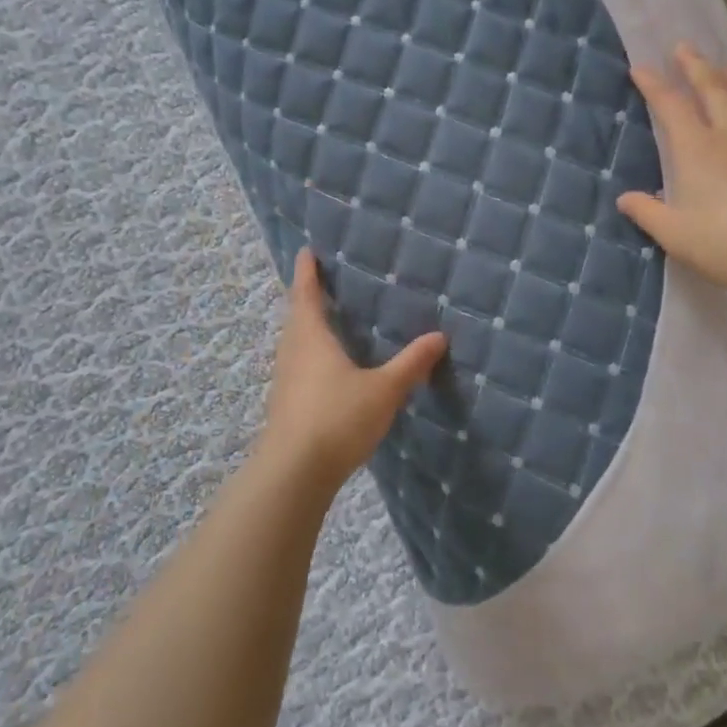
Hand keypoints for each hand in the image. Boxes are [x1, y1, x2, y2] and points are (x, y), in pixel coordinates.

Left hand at [257, 249, 447, 487]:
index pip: (307, 295)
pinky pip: (298, 368)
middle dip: (307, 299)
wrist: (294, 474)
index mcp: (312, 339)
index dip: (307, 272)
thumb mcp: (383, 389)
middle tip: (322, 284)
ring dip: (307, 329)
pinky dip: (310, 357)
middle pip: (297, 318)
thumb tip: (439, 336)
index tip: (306, 251)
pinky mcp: (287, 407)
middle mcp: (293, 354)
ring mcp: (286, 382)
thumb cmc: (337, 418)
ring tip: (326, 323)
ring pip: (295, 345)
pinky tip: (327, 370)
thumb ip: (411, 363)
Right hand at [617, 45, 726, 299]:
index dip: (654, 85)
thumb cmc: (726, 243)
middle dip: (695, 66)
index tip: (640, 68)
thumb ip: (648, 213)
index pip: (671, 106)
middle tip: (684, 47)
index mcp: (696, 149)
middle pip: (712, 89)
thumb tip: (624, 198)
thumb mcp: (675, 234)